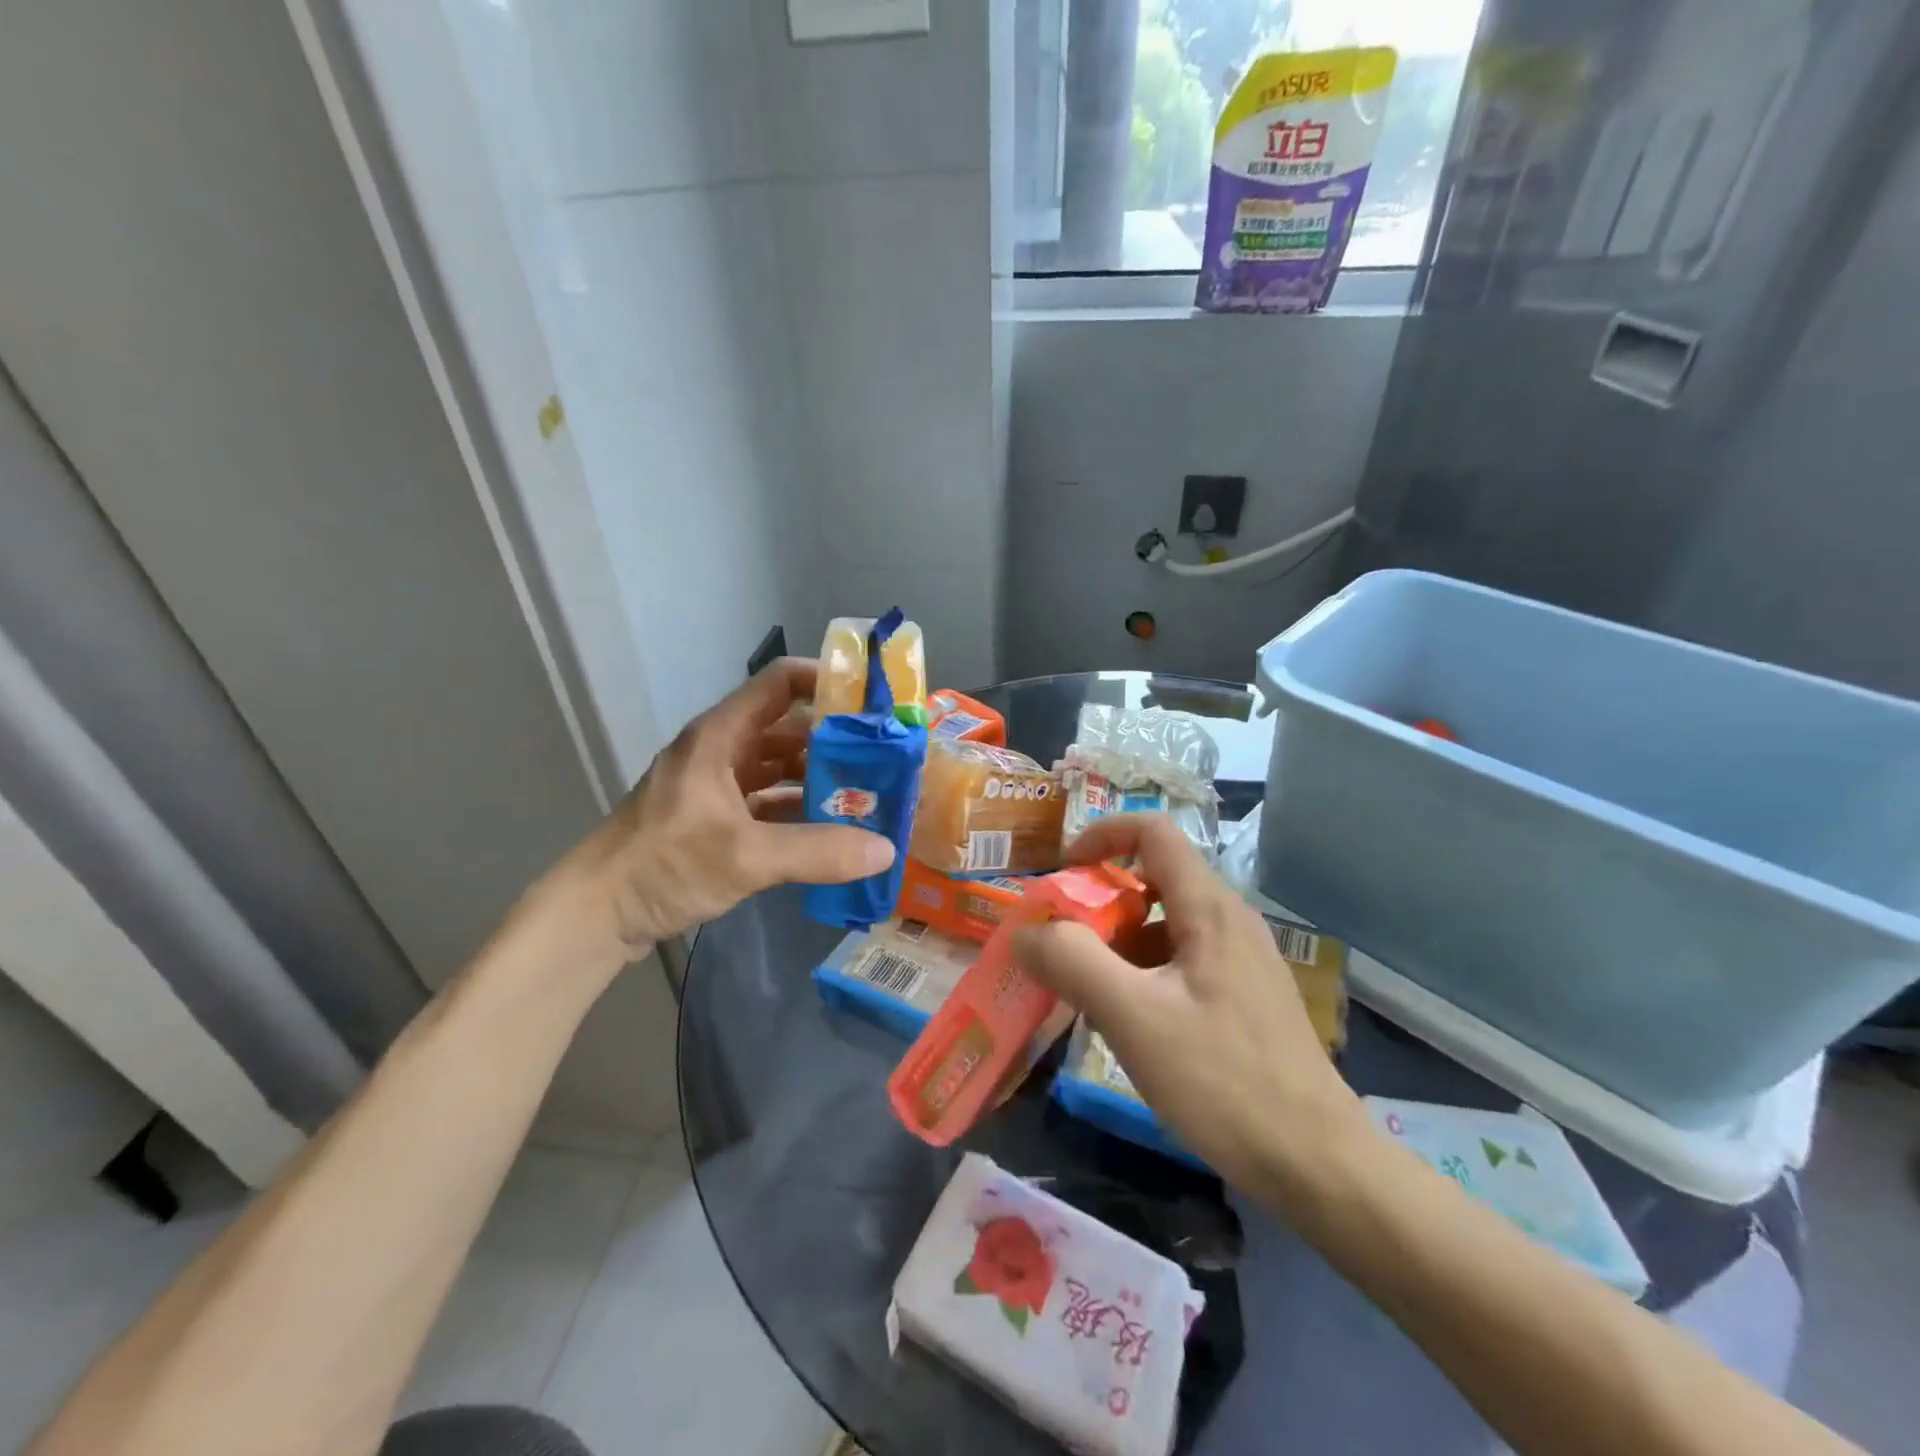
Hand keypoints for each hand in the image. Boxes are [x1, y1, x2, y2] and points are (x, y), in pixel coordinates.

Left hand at [531, 659, 894, 977]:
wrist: (598, 913)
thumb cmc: (663, 865)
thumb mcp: (744, 856)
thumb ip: (817, 852)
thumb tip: (885, 850)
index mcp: (721, 736)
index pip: (780, 683)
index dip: (826, 682)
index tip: (873, 702)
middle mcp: (722, 751)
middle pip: (788, 727)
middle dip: (836, 740)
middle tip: (886, 757)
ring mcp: (719, 786)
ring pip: (781, 767)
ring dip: (821, 778)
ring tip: (869, 794)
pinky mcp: (718, 818)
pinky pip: (770, 801)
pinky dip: (800, 810)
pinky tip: (833, 830)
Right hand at [1012, 814, 1360, 1194]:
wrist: (1318, 1165)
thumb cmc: (1224, 1081)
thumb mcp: (1133, 1018)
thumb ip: (1072, 963)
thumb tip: (1024, 931)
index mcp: (1209, 909)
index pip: (1152, 831)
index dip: (1101, 837)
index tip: (1061, 874)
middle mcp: (1229, 921)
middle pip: (1154, 879)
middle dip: (1100, 902)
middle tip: (1063, 945)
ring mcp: (1242, 960)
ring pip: (1165, 924)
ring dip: (1119, 943)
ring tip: (1088, 992)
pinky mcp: (1244, 997)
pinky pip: (1181, 961)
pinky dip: (1143, 972)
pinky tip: (1130, 1023)